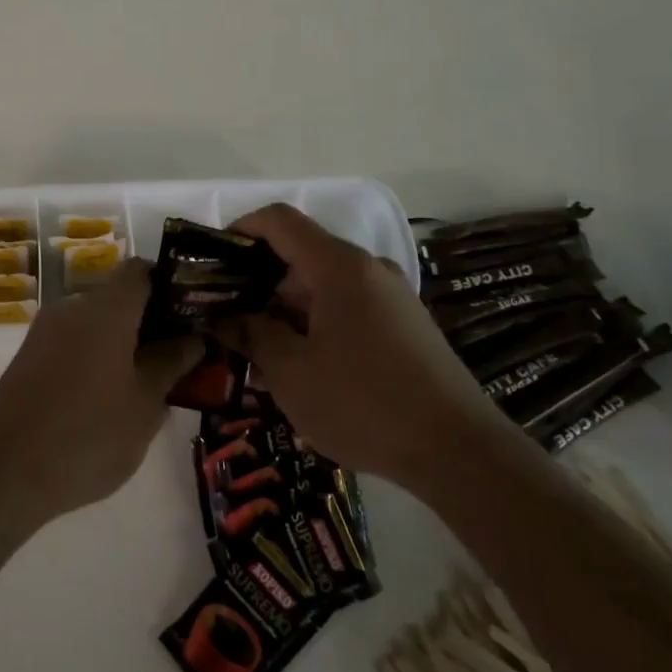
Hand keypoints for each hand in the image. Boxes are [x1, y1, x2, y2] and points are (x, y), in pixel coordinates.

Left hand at [0, 258, 200, 525]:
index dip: (170, 284)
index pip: (142, 270)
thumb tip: (192, 337)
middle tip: (180, 356)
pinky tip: (110, 399)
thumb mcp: (144, 404)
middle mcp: (73, 307)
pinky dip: (97, 357)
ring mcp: (45, 331)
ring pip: (96, 323)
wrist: (2, 472)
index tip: (192, 313)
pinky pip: (74, 343)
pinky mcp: (28, 357)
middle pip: (119, 296)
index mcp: (106, 308)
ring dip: (124, 342)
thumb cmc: (88, 434)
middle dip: (151, 321)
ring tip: (150, 384)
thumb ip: (170, 363)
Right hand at [213, 203, 485, 483]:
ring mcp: (391, 296)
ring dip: (286, 309)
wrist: (459, 450)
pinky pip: (347, 307)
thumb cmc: (363, 403)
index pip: (279, 220)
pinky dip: (316, 324)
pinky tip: (302, 368)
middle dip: (258, 282)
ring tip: (259, 353)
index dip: (240, 229)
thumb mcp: (291, 372)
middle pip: (300, 254)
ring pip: (323, 285)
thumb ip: (252, 334)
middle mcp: (367, 269)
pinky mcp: (404, 325)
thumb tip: (225, 317)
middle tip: (227, 320)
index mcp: (338, 266)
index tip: (212, 261)